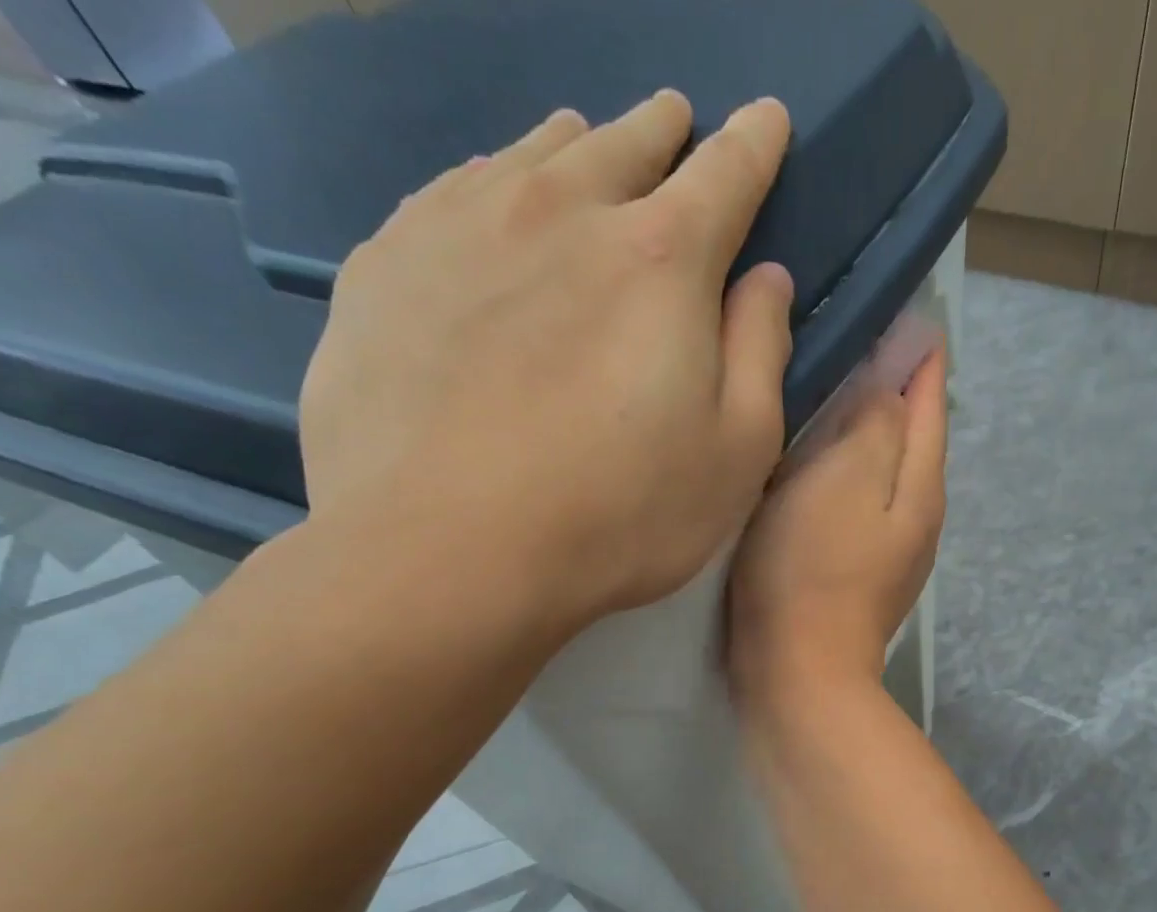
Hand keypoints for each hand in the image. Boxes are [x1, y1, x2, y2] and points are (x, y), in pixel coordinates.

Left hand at [298, 91, 795, 640]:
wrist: (445, 548)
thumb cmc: (621, 514)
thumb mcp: (735, 455)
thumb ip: (760, 355)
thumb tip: (766, 280)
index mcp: (663, 260)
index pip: (726, 176)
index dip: (754, 146)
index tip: (767, 120)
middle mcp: (565, 211)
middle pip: (626, 144)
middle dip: (664, 130)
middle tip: (677, 117)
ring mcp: (464, 225)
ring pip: (535, 153)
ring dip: (577, 145)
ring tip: (588, 143)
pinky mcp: (389, 261)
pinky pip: (454, 189)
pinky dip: (492, 181)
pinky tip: (492, 199)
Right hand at [728, 351, 947, 706]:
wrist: (798, 671)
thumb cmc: (812, 569)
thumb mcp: (844, 478)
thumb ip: (876, 422)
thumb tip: (896, 379)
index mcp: (920, 487)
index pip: (930, 403)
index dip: (920, 355)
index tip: (906, 308)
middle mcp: (916, 518)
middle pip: (913, 440)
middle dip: (896, 392)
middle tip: (860, 340)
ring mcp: (890, 554)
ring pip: (884, 474)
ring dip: (869, 434)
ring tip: (836, 394)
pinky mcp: (857, 577)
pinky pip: (857, 507)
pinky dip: (845, 477)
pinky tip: (818, 469)